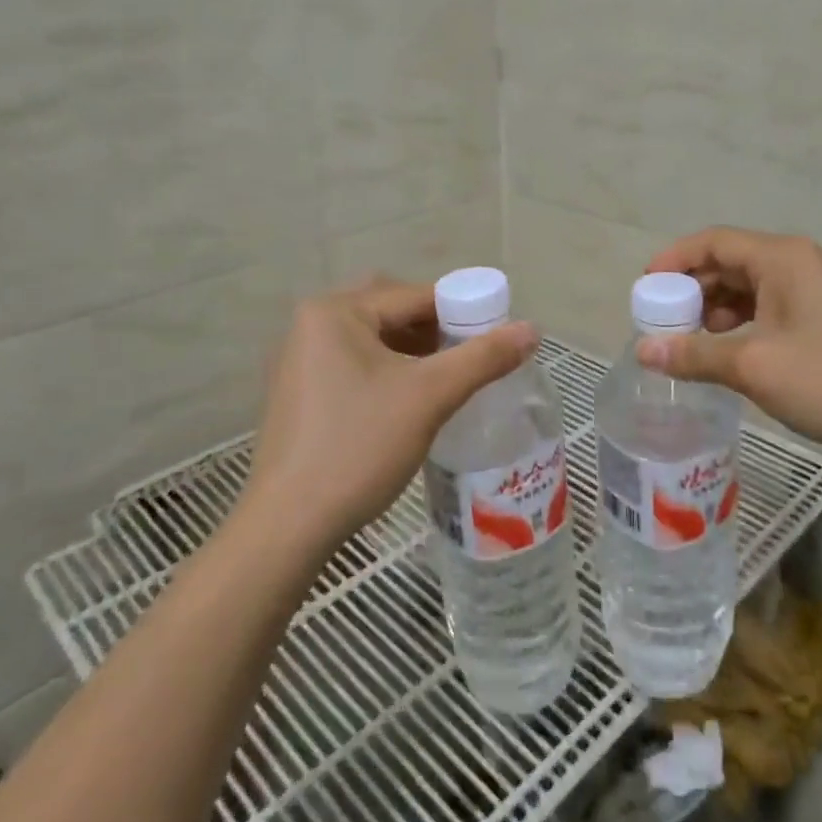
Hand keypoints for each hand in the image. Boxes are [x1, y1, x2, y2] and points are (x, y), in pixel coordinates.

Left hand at [242, 277, 537, 556]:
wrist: (289, 526)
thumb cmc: (359, 447)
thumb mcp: (429, 397)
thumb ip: (483, 358)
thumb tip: (532, 329)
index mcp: (335, 312)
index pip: (414, 295)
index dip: (463, 310)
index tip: (498, 335)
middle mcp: (311, 326)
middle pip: (392, 312)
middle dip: (436, 330)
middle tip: (470, 357)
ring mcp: (301, 362)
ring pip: (375, 341)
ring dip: (414, 353)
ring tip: (449, 380)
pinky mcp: (301, 395)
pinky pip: (356, 366)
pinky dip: (390, 373)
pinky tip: (412, 402)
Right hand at [639, 227, 821, 466]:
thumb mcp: (754, 367)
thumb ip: (694, 354)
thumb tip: (642, 351)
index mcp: (781, 258)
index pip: (714, 241)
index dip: (673, 260)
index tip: (644, 290)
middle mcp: (797, 263)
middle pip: (729, 261)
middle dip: (691, 289)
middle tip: (662, 323)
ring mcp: (813, 290)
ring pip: (747, 286)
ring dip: (714, 309)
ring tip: (690, 342)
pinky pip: (767, 307)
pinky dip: (739, 323)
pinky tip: (725, 351)